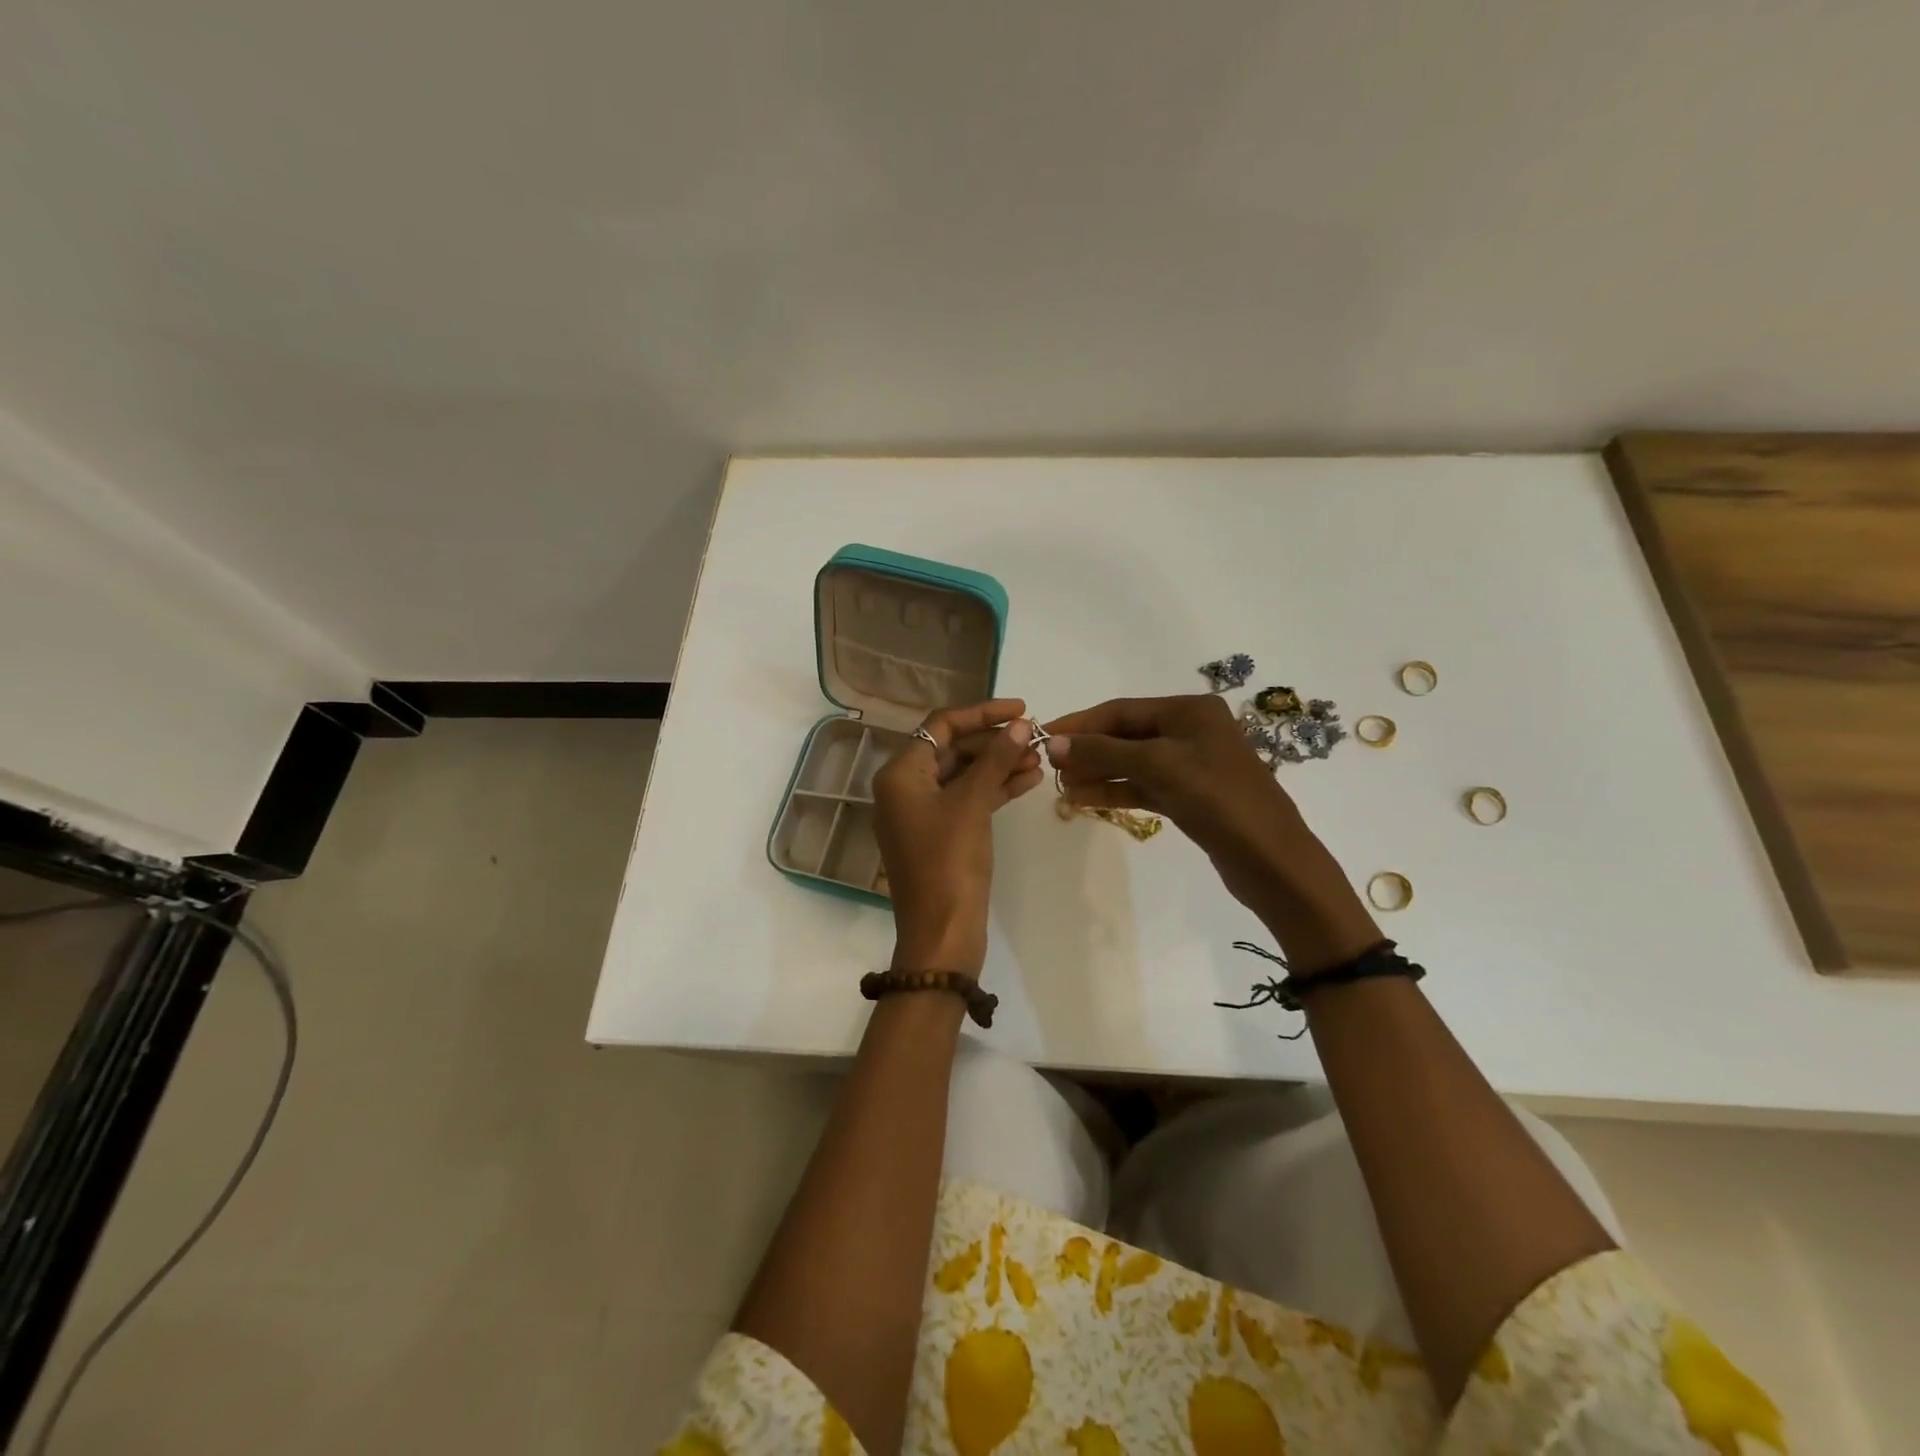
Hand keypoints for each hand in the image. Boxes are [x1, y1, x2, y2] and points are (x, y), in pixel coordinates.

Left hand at [872, 698, 1043, 977]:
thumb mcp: (973, 805)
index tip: (1022, 709)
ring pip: (964, 775)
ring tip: (1040, 759)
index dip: (982, 713)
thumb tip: (1021, 725)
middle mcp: (905, 787)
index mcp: (901, 773)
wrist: (942, 933)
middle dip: (995, 742)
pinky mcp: (940, 834)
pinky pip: (968, 800)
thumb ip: (996, 760)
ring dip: (1000, 765)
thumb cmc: (949, 863)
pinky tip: (1029, 781)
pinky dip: (994, 789)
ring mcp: (922, 813)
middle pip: (953, 749)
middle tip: (1036, 738)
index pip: (941, 725)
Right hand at [1044, 694, 1379, 972]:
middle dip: (1088, 750)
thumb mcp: (1157, 766)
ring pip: (1132, 763)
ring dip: (1097, 772)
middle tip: (1049, 766)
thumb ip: (1103, 752)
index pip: (1121, 710)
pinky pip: (1143, 786)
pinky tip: (1084, 799)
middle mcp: (1191, 730)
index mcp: (1190, 710)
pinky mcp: (1190, 797)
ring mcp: (1191, 765)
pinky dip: (1115, 791)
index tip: (1043, 735)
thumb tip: (1054, 743)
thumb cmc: (1217, 799)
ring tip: (1061, 786)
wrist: (1272, 860)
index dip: (1080, 723)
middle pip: (1125, 735)